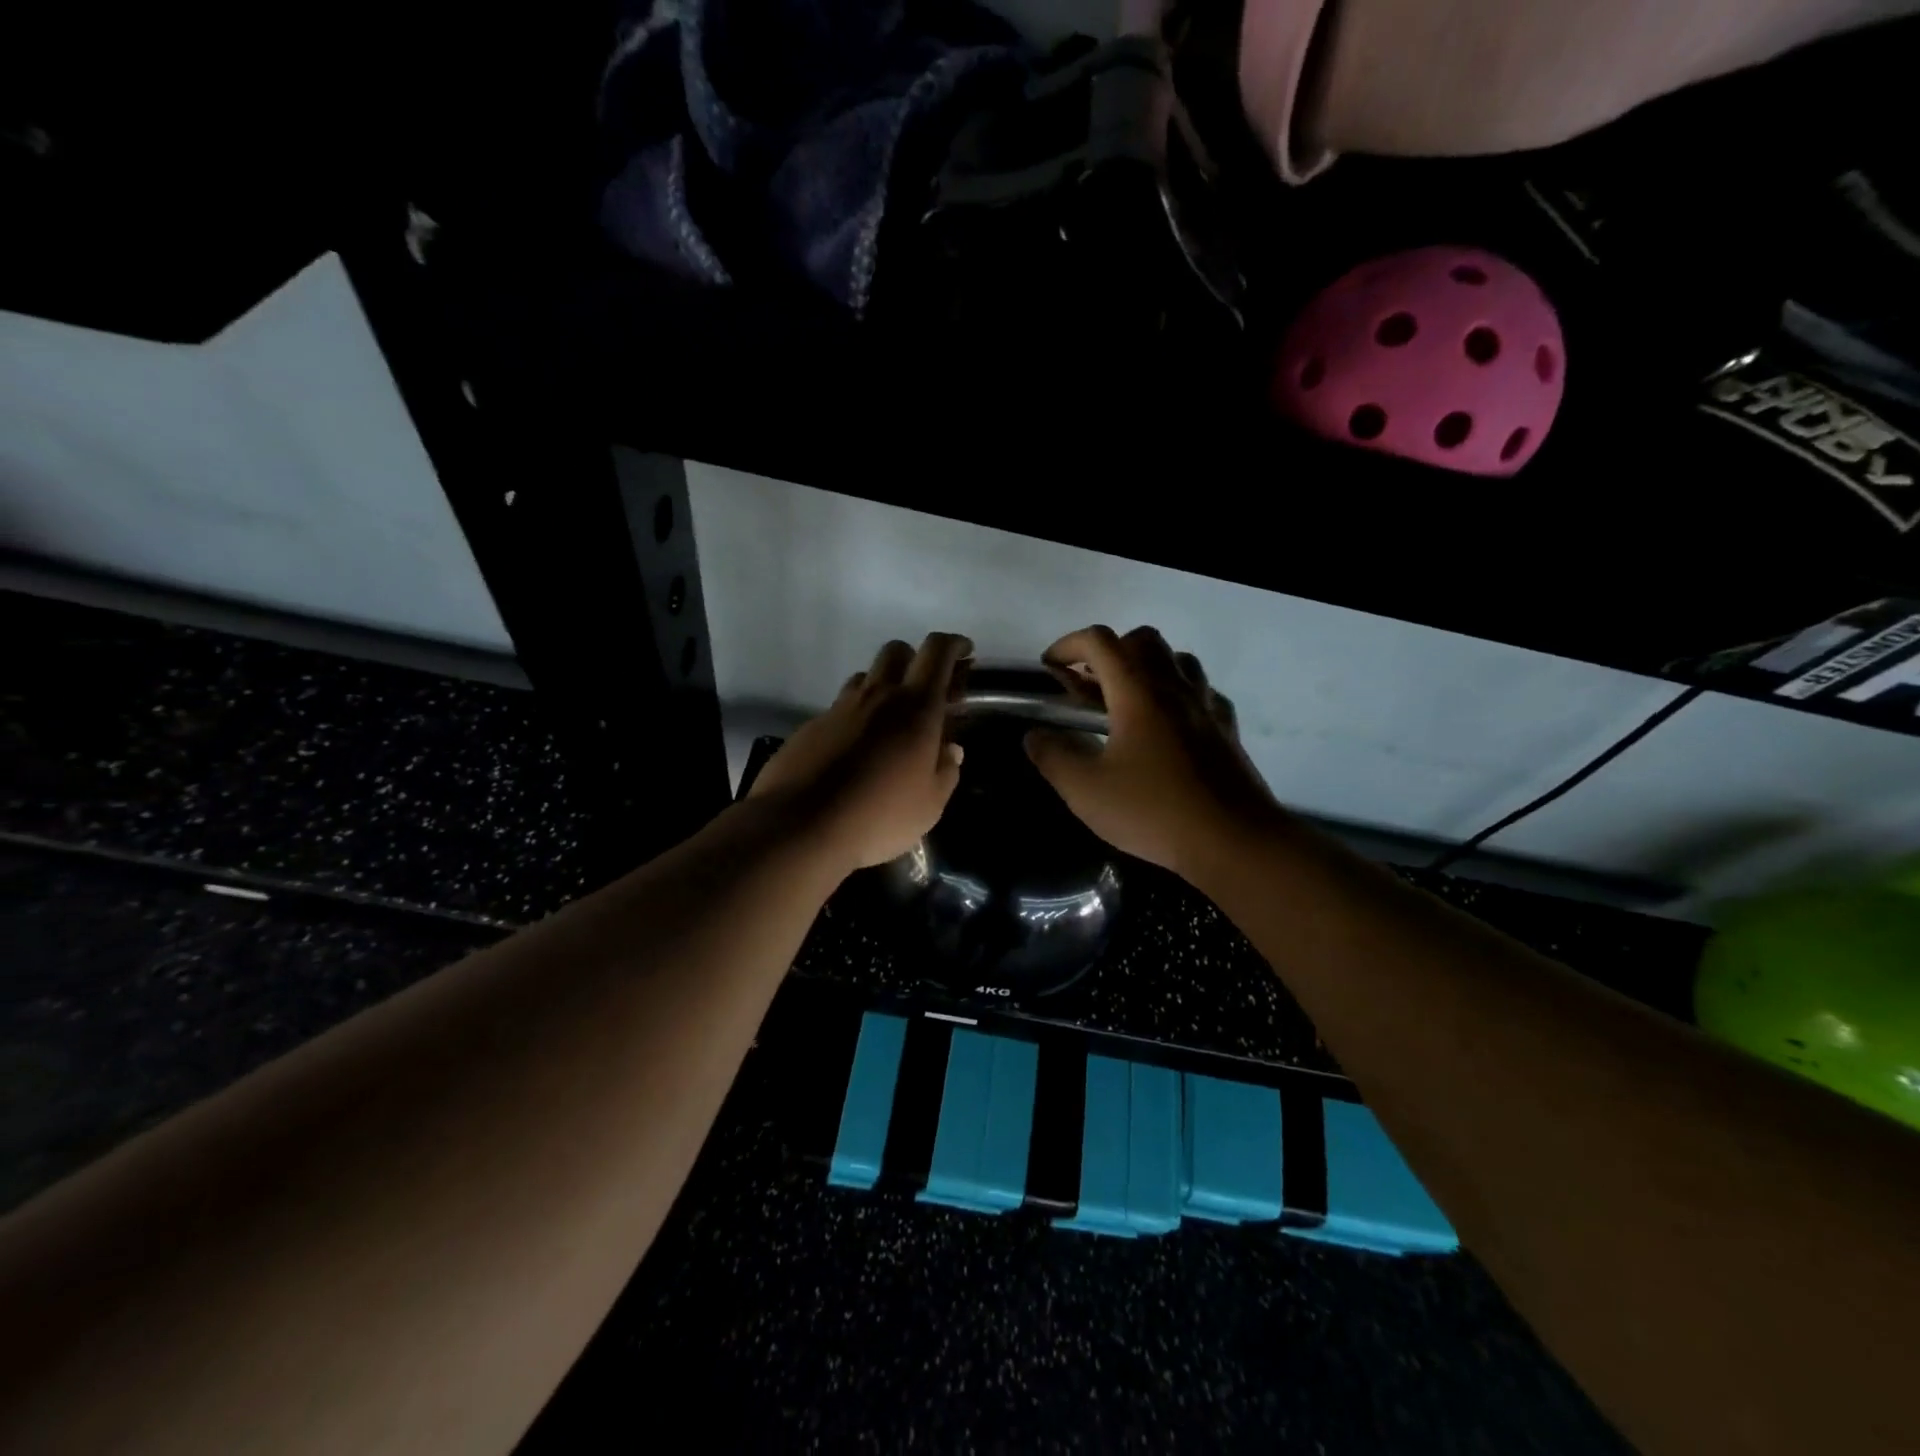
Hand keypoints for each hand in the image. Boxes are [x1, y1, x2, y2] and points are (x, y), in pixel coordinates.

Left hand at [749, 633, 971, 871]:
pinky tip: (856, 751)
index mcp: (916, 708)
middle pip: (897, 651)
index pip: (937, 652)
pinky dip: (855, 717)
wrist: (800, 826)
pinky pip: (840, 708)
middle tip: (926, 691)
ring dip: (883, 687)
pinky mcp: (811, 726)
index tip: (966, 653)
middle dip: (916, 660)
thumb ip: (945, 771)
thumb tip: (950, 750)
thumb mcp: (929, 805)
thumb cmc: (879, 816)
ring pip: (866, 676)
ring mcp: (840, 708)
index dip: (955, 644)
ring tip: (890, 722)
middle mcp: (878, 696)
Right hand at [1024, 625, 1280, 880]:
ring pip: (1178, 660)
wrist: (1233, 841)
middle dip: (1109, 651)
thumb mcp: (1085, 790)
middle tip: (1088, 684)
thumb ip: (1053, 757)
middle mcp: (1175, 687)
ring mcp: (1206, 706)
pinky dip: (1178, 693)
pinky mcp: (1227, 730)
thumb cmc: (1153, 811)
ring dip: (1146, 666)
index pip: (1100, 642)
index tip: (1050, 668)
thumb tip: (1034, 736)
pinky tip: (1168, 723)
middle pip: (1143, 640)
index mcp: (1137, 692)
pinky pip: (1202, 691)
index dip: (1068, 645)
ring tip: (1126, 699)